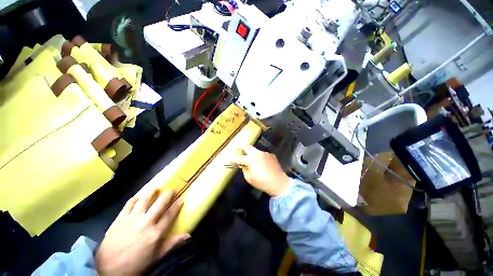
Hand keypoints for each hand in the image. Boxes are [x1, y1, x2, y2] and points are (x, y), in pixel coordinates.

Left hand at [95, 188, 189, 274]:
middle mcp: (146, 223)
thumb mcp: (156, 257)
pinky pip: (129, 203)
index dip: (177, 205)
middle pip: (160, 203)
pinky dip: (135, 198)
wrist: (107, 269)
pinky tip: (138, 198)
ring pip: (144, 199)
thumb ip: (172, 244)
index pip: (170, 214)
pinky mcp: (120, 218)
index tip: (181, 198)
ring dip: (151, 191)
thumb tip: (188, 235)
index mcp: (155, 233)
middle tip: (171, 190)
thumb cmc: (135, 264)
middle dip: (168, 194)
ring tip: (156, 187)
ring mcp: (132, 219)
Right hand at [231, 146, 289, 196]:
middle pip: (247, 147)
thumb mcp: (250, 178)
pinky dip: (260, 157)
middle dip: (241, 147)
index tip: (229, 158)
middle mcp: (258, 153)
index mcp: (251, 159)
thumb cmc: (262, 182)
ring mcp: (265, 153)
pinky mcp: (271, 155)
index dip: (233, 158)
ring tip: (251, 159)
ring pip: (256, 151)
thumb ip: (244, 170)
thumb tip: (243, 165)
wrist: (279, 183)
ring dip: (252, 153)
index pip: (239, 158)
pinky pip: (263, 154)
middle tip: (237, 147)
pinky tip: (262, 163)